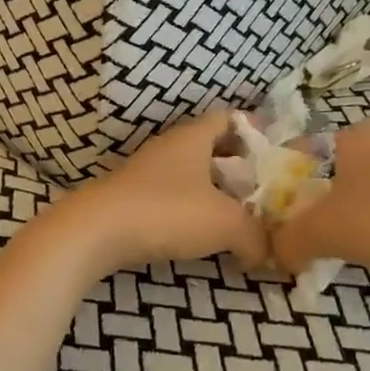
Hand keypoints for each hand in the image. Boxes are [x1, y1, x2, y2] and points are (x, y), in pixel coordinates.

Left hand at [50, 113, 268, 274]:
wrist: (95, 231)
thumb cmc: (166, 211)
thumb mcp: (225, 223)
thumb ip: (256, 235)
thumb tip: (270, 252)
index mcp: (192, 137)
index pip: (227, 118)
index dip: (252, 131)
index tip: (274, 155)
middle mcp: (169, 146)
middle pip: (210, 147)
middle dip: (237, 168)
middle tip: (261, 193)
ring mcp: (146, 171)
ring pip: (189, 173)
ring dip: (213, 191)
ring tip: (237, 218)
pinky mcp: (131, 197)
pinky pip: (171, 195)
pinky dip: (190, 209)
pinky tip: (200, 235)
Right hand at [272, 122, 369, 297]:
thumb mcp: (323, 232)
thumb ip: (288, 241)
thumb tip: (274, 255)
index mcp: (354, 137)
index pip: (303, 150)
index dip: (284, 181)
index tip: (277, 213)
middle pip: (333, 173)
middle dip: (316, 203)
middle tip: (305, 234)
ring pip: (366, 193)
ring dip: (350, 218)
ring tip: (343, 249)